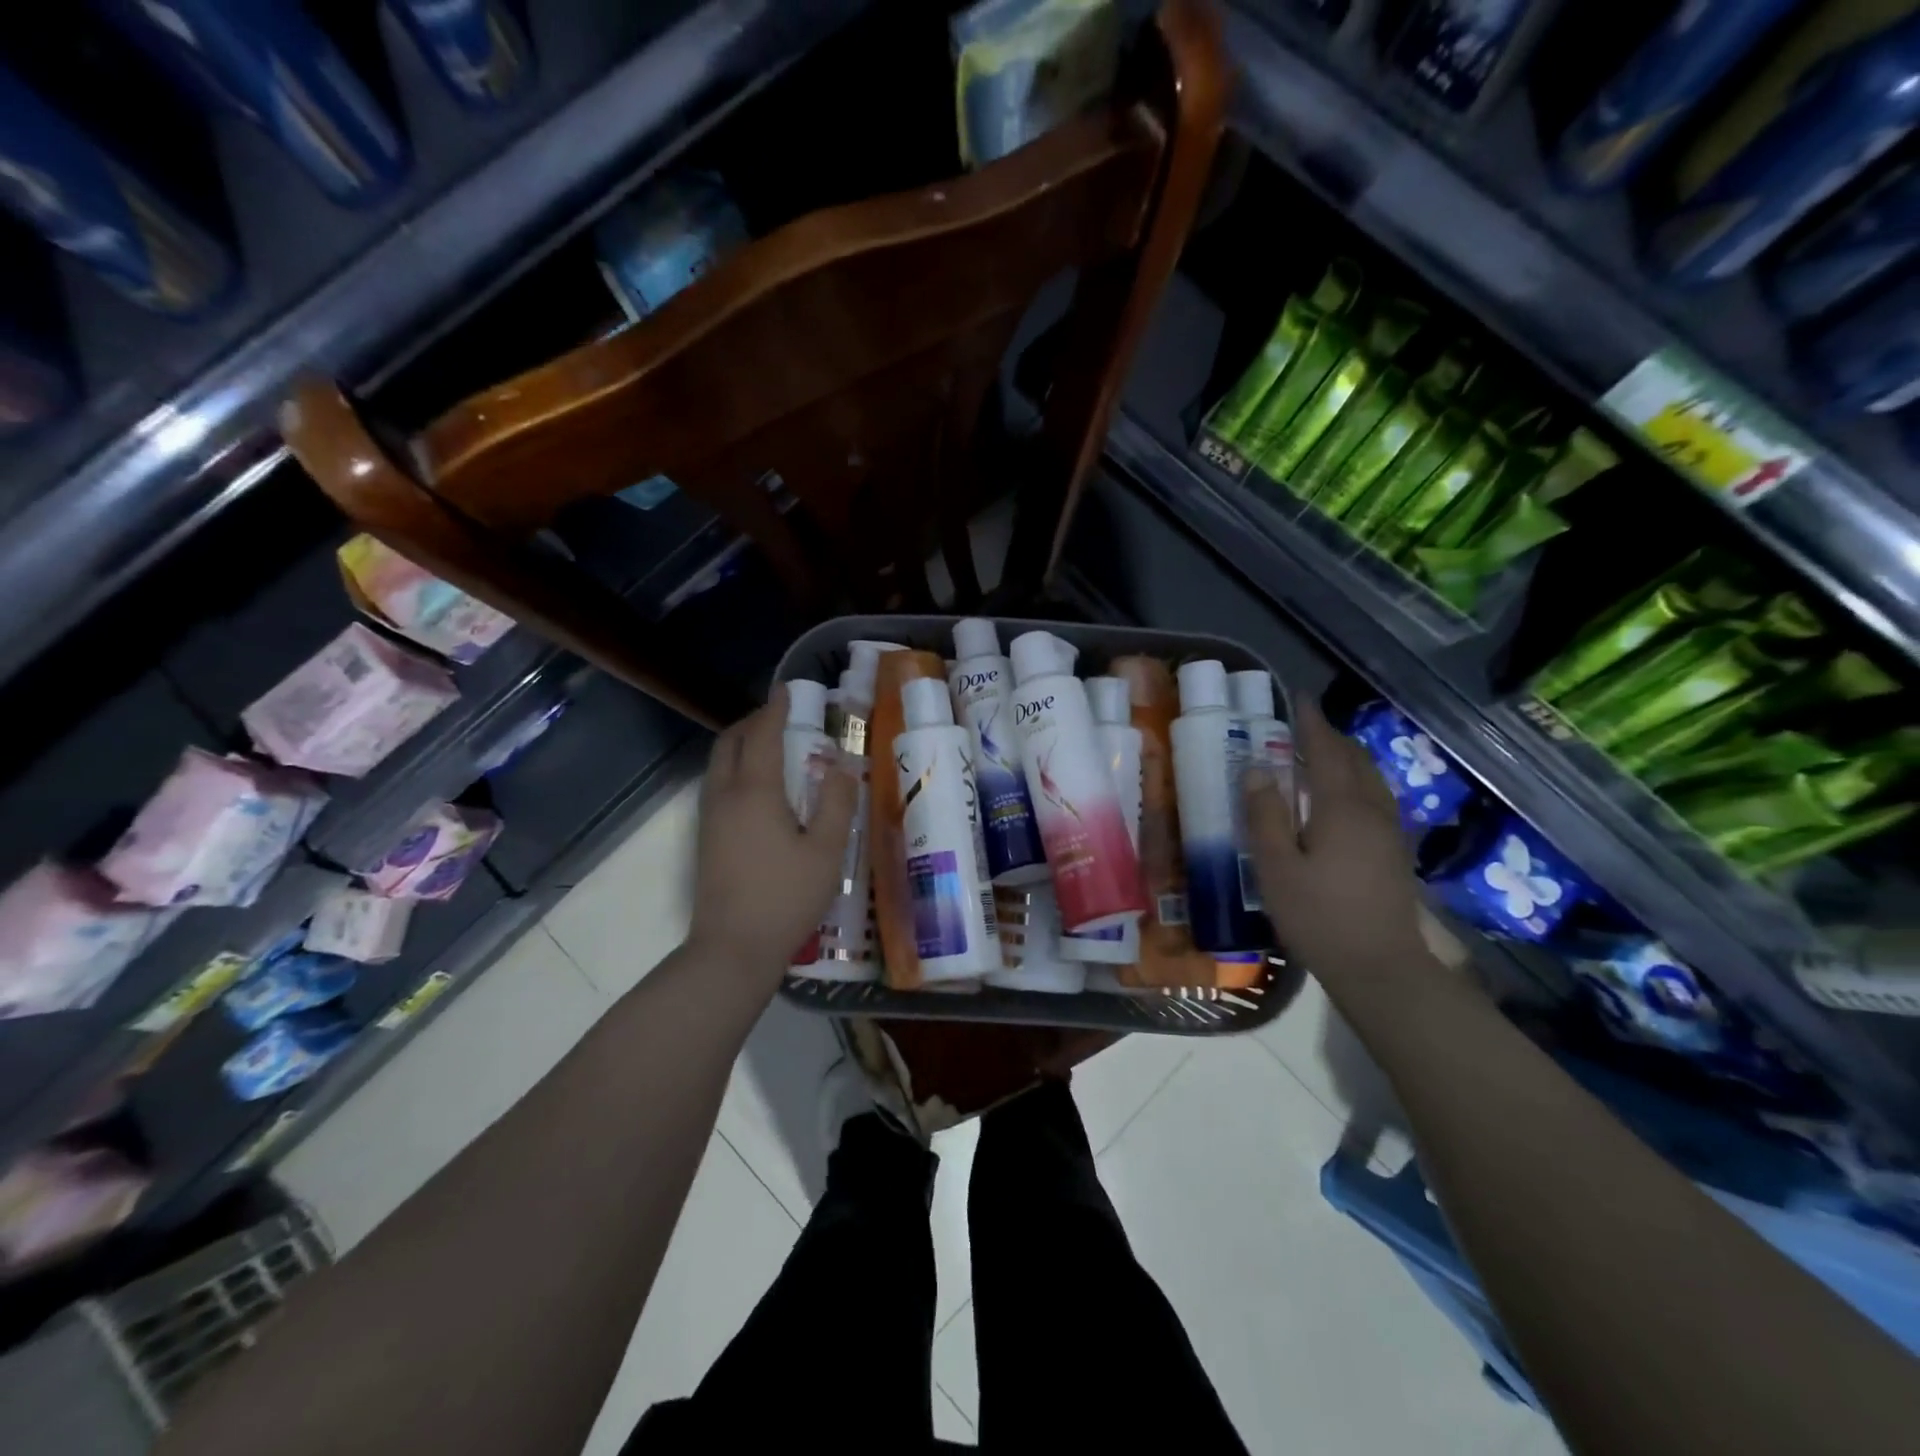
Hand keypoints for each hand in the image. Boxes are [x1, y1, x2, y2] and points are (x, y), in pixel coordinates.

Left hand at [687, 685, 859, 983]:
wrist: (732, 949)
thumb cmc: (785, 897)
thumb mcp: (826, 851)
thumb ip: (837, 804)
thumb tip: (842, 767)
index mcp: (755, 791)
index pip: (764, 735)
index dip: (776, 709)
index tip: (787, 690)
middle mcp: (725, 795)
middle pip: (730, 743)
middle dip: (753, 722)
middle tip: (780, 718)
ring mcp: (709, 818)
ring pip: (718, 764)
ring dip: (741, 745)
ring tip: (771, 748)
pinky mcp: (705, 839)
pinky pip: (717, 784)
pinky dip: (735, 768)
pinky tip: (758, 788)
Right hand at [1243, 699, 1430, 984]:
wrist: (1381, 969)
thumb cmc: (1319, 916)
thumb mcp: (1277, 867)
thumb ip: (1265, 816)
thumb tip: (1257, 770)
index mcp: (1342, 808)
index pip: (1327, 751)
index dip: (1312, 723)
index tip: (1298, 699)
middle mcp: (1373, 811)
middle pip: (1356, 760)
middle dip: (1331, 738)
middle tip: (1304, 728)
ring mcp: (1391, 833)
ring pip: (1371, 780)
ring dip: (1347, 760)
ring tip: (1321, 758)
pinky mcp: (1396, 854)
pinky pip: (1377, 800)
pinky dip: (1357, 784)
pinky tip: (1343, 802)